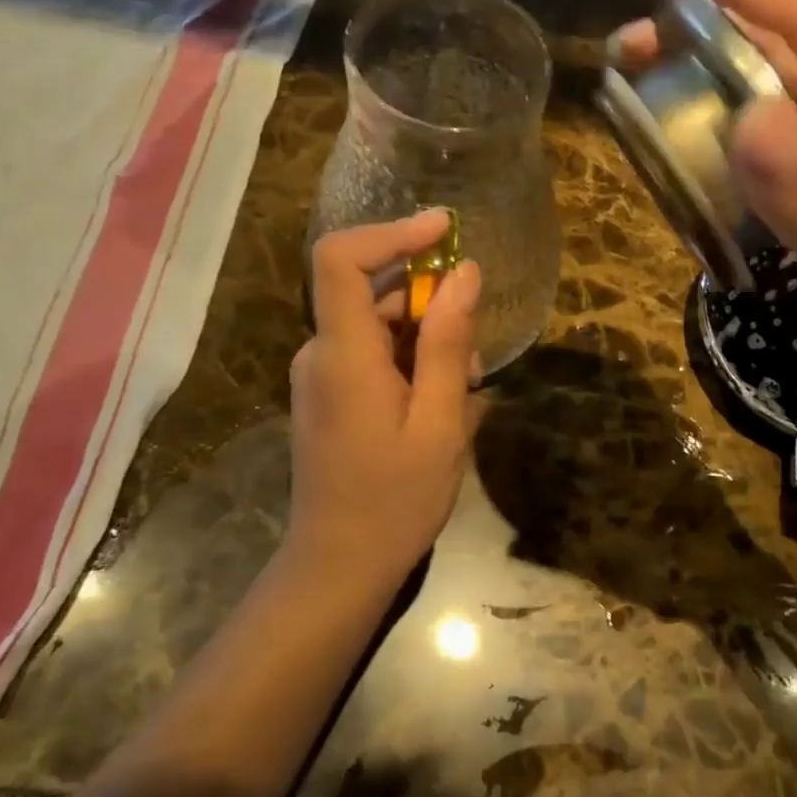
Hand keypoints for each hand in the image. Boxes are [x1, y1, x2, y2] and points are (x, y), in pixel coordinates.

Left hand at [287, 213, 481, 590]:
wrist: (339, 567)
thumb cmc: (395, 499)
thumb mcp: (440, 421)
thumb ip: (449, 342)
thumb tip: (464, 272)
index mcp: (343, 354)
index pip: (341, 259)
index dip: (391, 232)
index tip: (445, 230)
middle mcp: (322, 354)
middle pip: (374, 295)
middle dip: (432, 308)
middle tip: (474, 358)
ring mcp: (322, 376)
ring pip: (380, 328)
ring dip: (429, 343)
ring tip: (465, 396)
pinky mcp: (330, 396)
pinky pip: (375, 357)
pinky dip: (413, 365)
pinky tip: (443, 408)